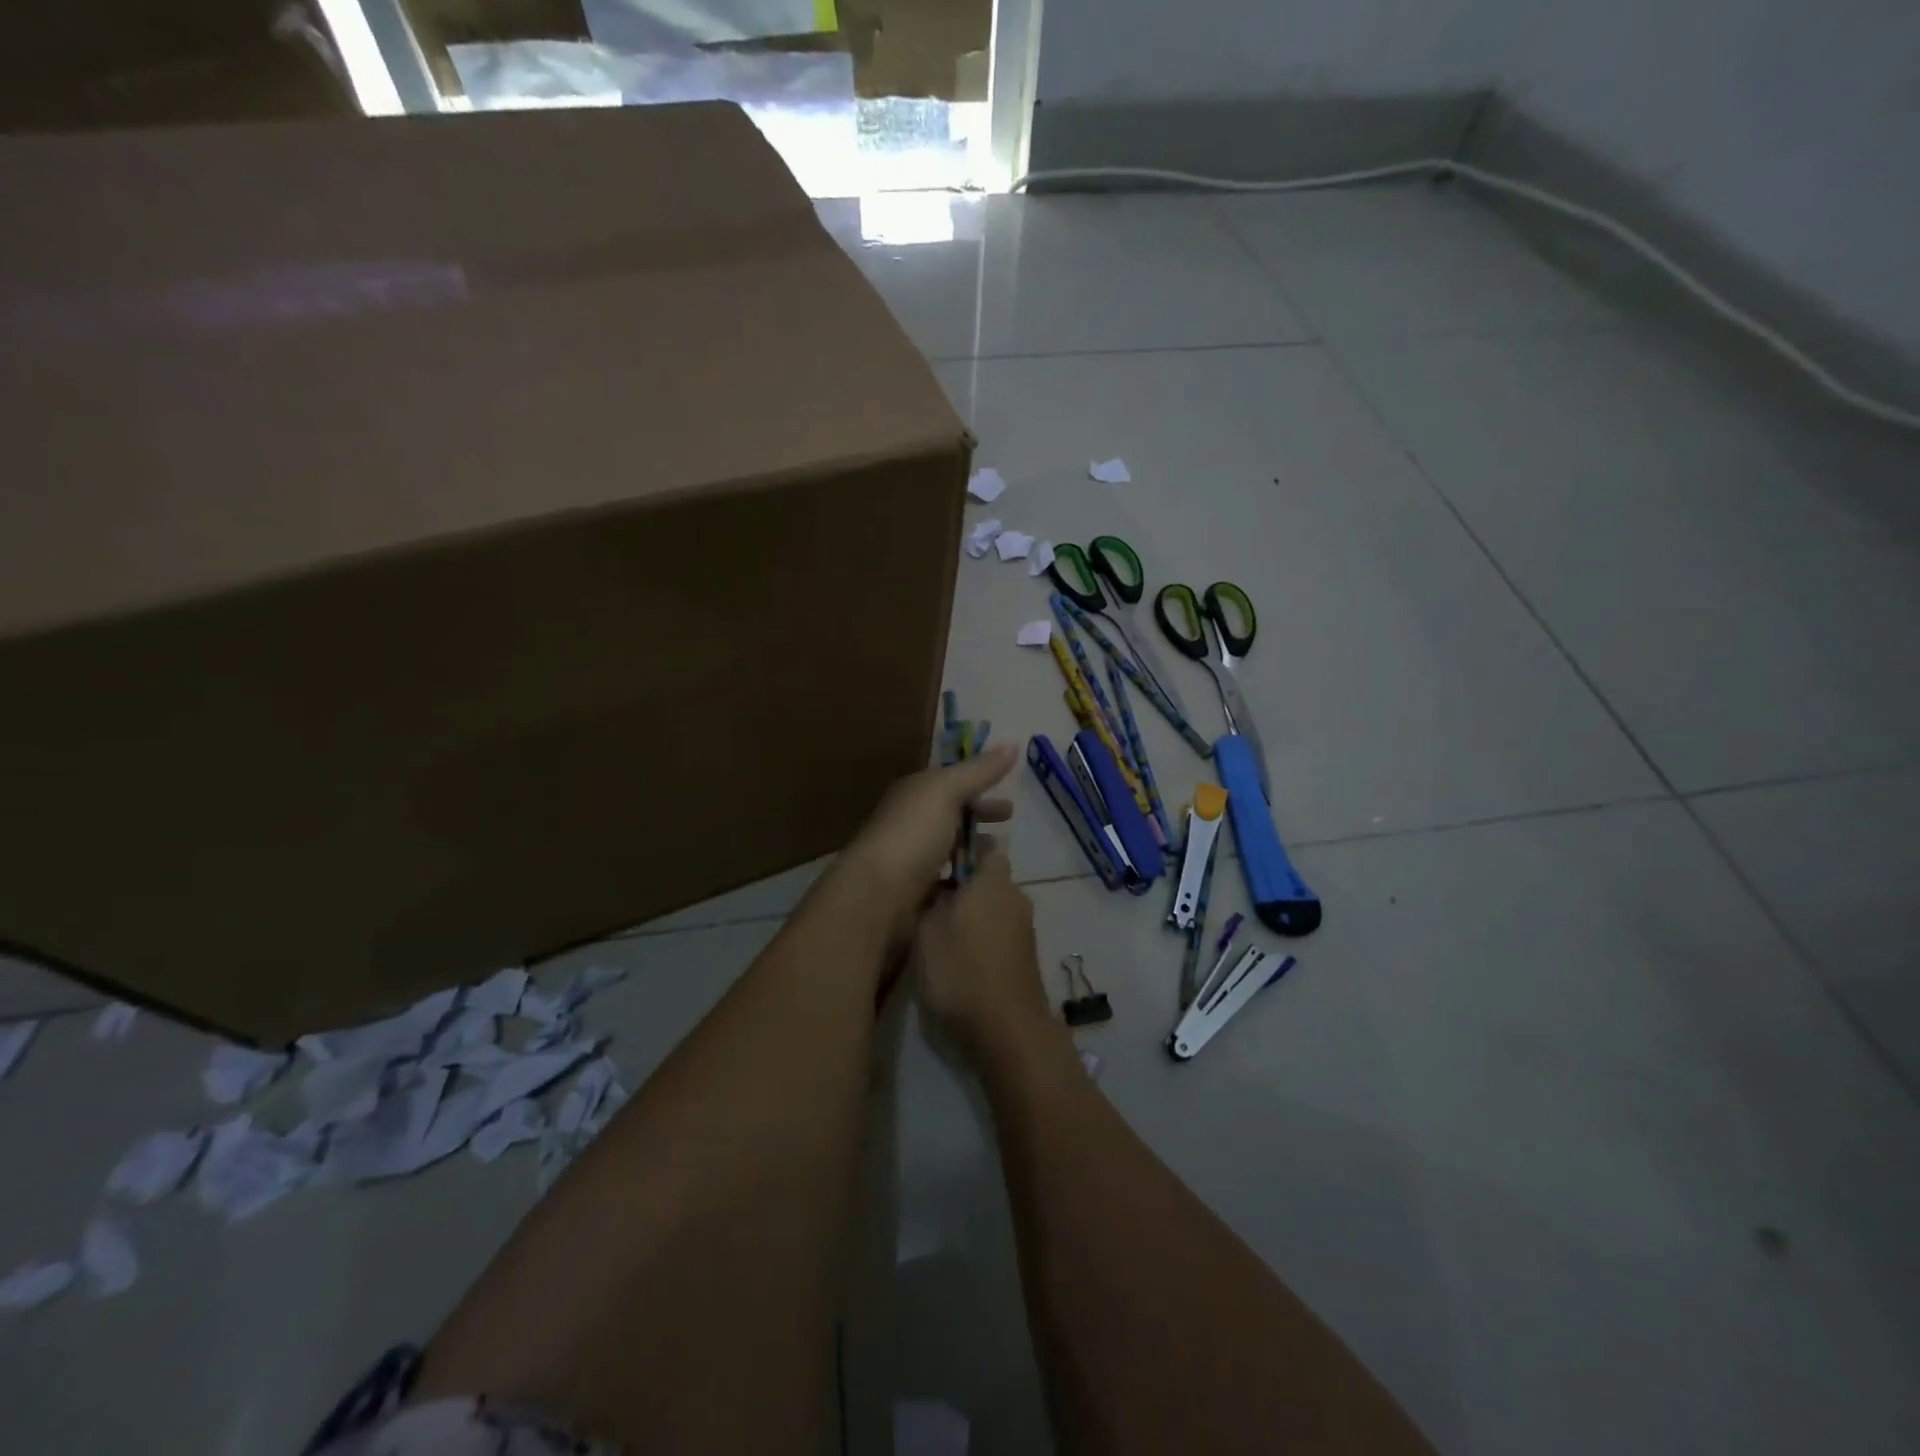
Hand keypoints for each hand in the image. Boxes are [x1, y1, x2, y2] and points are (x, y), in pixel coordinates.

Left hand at [843, 742, 1016, 938]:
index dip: (981, 787)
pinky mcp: (916, 892)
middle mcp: (911, 823)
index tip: (1009, 801)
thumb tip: (1013, 743)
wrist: (877, 894)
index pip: (951, 784)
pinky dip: (965, 881)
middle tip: (1008, 831)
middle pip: (952, 817)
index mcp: (915, 794)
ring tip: (1001, 862)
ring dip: (975, 853)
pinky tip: (983, 887)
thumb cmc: (912, 834)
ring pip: (950, 850)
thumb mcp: (947, 791)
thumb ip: (979, 771)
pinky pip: (947, 882)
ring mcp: (912, 859)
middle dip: (980, 821)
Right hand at [914, 847, 1050, 1053]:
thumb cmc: (960, 970)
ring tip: (938, 934)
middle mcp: (1015, 896)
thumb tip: (939, 885)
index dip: (962, 849)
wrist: (1007, 1029)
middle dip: (963, 887)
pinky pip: (1000, 932)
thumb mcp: (927, 931)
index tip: (937, 863)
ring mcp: (1024, 927)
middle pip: (988, 879)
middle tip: (928, 903)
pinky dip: (982, 938)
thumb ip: (932, 900)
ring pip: (993, 907)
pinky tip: (959, 959)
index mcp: (993, 880)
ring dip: (972, 915)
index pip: (985, 846)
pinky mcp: (1026, 955)